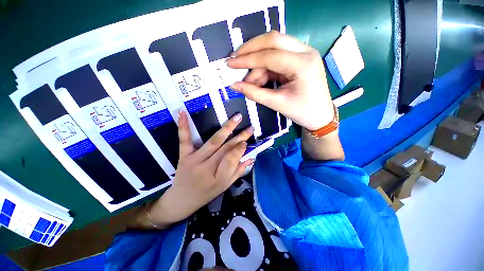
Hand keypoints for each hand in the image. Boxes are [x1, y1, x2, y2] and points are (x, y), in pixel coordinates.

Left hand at [135, 111, 254, 228]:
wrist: (181, 200)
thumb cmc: (206, 193)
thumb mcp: (224, 186)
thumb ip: (238, 171)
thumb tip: (251, 157)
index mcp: (217, 179)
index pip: (232, 161)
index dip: (240, 150)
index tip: (247, 142)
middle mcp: (206, 168)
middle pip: (226, 149)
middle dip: (240, 137)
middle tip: (250, 127)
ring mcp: (193, 160)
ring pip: (213, 142)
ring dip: (226, 129)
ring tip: (236, 118)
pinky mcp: (184, 155)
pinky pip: (184, 140)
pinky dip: (184, 126)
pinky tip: (182, 113)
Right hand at [227, 30, 333, 130]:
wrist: (320, 116)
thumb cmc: (302, 112)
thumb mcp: (277, 103)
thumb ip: (254, 93)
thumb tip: (234, 86)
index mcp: (303, 64)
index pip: (270, 55)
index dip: (247, 59)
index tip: (230, 63)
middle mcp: (305, 52)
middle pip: (273, 40)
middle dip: (251, 50)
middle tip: (235, 60)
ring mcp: (303, 53)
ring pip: (273, 50)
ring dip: (257, 65)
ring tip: (249, 83)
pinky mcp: (298, 59)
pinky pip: (276, 59)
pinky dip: (264, 69)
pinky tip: (258, 81)